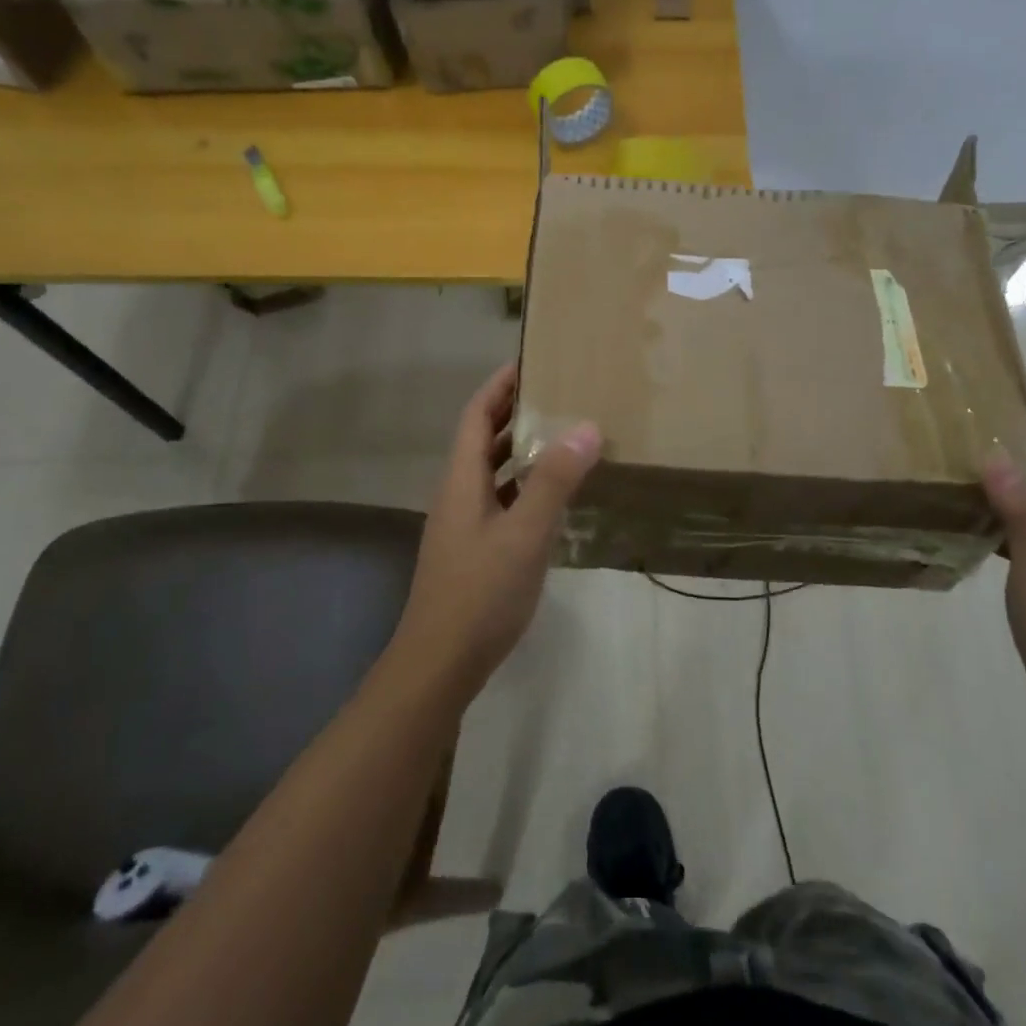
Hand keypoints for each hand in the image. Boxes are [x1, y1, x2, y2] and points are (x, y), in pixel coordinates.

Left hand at [392, 364, 600, 701]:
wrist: (439, 664)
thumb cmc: (480, 592)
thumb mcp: (524, 533)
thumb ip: (553, 481)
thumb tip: (586, 426)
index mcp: (461, 480)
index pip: (476, 414)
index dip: (500, 385)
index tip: (531, 360)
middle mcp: (458, 494)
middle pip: (482, 439)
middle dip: (514, 412)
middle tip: (559, 394)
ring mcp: (464, 525)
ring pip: (492, 472)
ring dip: (520, 449)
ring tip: (563, 436)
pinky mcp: (474, 550)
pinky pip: (501, 501)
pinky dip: (525, 487)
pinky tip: (554, 498)